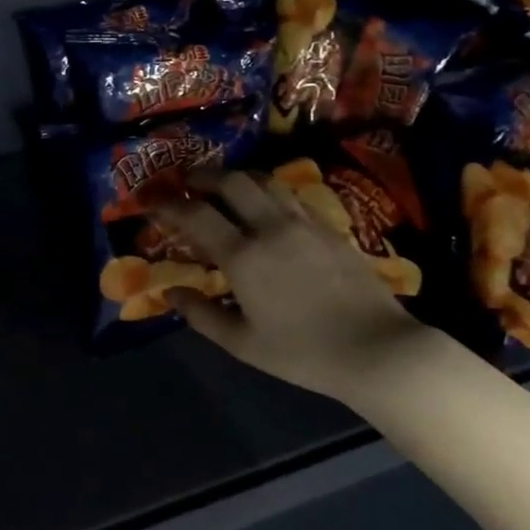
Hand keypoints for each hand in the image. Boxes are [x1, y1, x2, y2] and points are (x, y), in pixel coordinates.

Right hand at [155, 170, 429, 406]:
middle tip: (186, 181)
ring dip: (237, 176)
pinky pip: (291, 195)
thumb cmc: (304, 354)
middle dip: (203, 175)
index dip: (168, 203)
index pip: (196, 215)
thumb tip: (172, 292)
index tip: (150, 199)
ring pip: (265, 180)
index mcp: (244, 257)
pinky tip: (266, 206)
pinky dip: (267, 190)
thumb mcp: (243, 344)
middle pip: (232, 181)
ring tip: (223, 186)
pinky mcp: (329, 226)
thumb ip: (202, 315)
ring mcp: (304, 223)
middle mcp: (271, 228)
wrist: (378, 350)